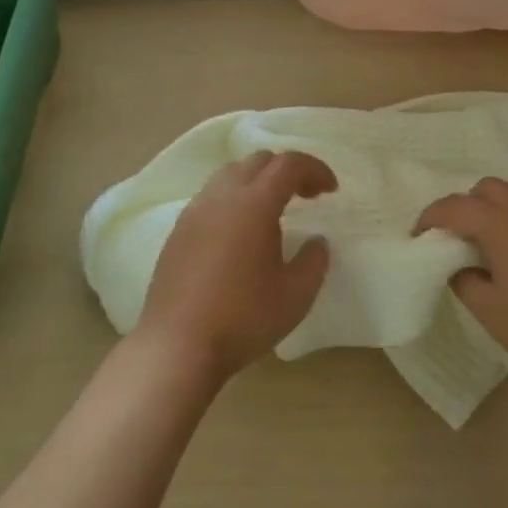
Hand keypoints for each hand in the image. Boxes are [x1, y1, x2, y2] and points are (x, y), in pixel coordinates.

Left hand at [137, 150, 337, 381]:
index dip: (314, 169)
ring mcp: (194, 212)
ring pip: (230, 174)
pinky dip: (234, 199)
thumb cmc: (243, 318)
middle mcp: (221, 197)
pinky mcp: (178, 231)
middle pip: (258, 161)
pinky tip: (241, 232)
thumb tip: (317, 242)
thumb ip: (314, 261)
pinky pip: (211, 197)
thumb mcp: (296, 295)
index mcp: (254, 204)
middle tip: (307, 197)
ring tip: (273, 212)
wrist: (177, 346)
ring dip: (258, 181)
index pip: (288, 164)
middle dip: (288, 171)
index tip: (330, 190)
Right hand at [415, 177, 507, 384]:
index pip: (452, 207)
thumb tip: (458, 265)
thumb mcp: (489, 311)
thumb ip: (463, 279)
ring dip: (498, 205)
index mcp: (498, 222)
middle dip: (466, 209)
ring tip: (497, 236)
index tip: (420, 235)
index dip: (430, 218)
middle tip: (460, 240)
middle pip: (484, 190)